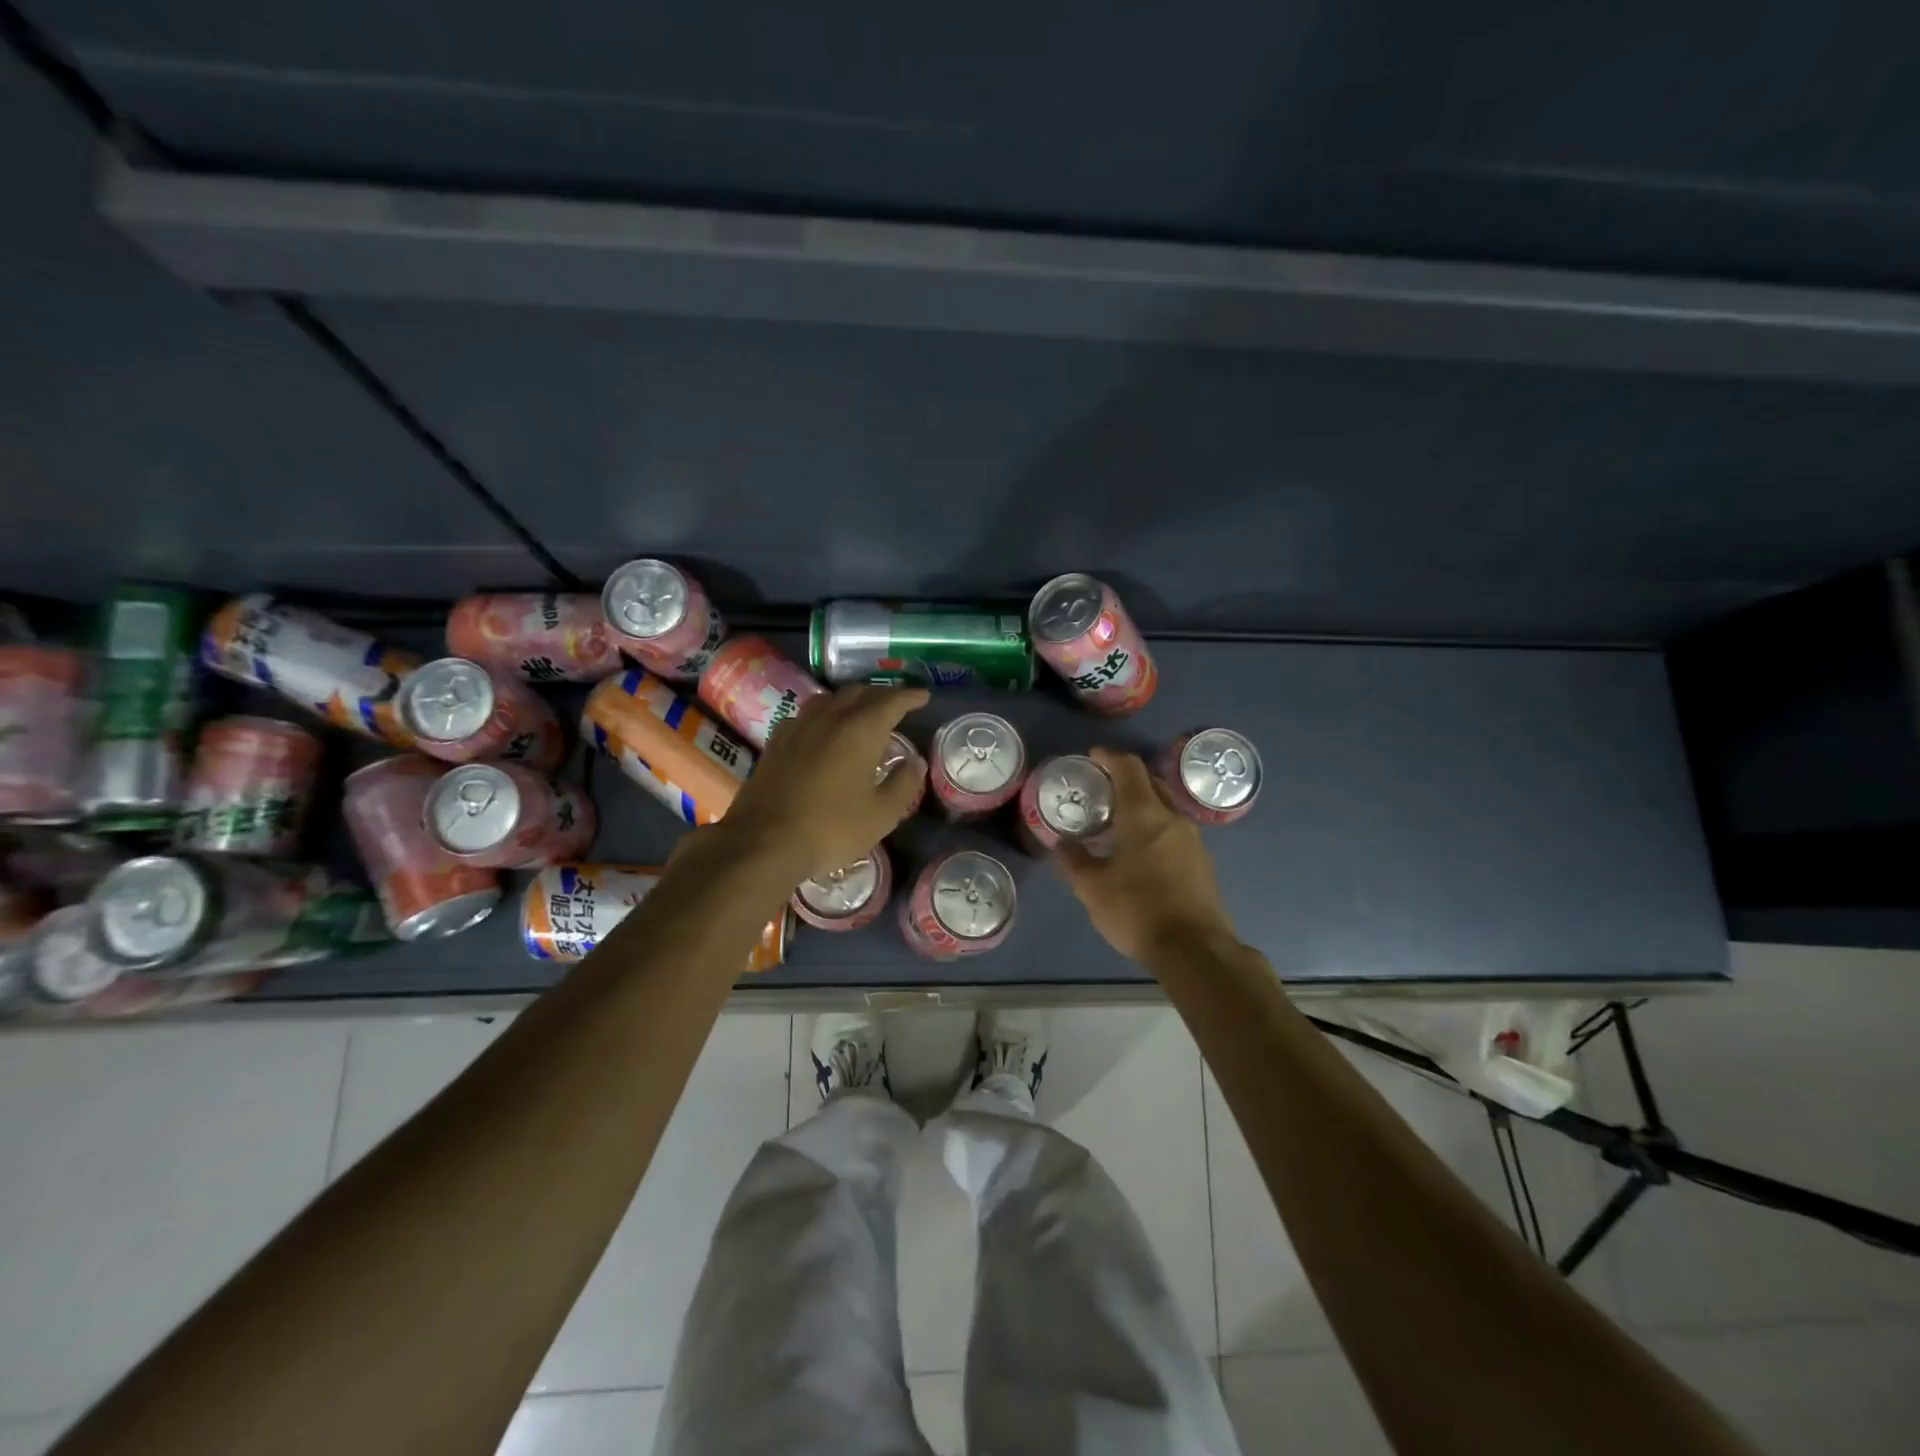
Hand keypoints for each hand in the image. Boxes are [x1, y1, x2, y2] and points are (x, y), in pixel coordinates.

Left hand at [722, 684, 929, 880]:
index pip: (891, 701)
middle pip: (858, 693)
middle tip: (897, 703)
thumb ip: (903, 784)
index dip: (909, 696)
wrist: (763, 841)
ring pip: (829, 699)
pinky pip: (806, 715)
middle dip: (881, 695)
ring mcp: (798, 727)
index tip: (923, 696)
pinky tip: (823, 729)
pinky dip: (824, 714)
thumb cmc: (831, 828)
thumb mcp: (881, 814)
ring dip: (851, 700)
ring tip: (862, 711)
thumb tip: (915, 762)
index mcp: (860, 730)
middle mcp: (829, 718)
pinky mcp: (776, 742)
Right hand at [1057, 746, 1238, 964]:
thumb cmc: (1137, 910)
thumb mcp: (1092, 887)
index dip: (1109, 757)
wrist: (1195, 949)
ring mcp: (1193, 841)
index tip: (1092, 756)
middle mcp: (1172, 818)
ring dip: (1141, 805)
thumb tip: (1060, 843)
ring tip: (1116, 821)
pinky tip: (1139, 851)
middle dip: (1126, 779)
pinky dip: (1154, 828)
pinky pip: (1173, 831)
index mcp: (1144, 814)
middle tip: (1100, 788)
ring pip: (1164, 809)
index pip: (1129, 768)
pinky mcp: (1202, 863)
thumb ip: (1073, 860)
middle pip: (1150, 783)